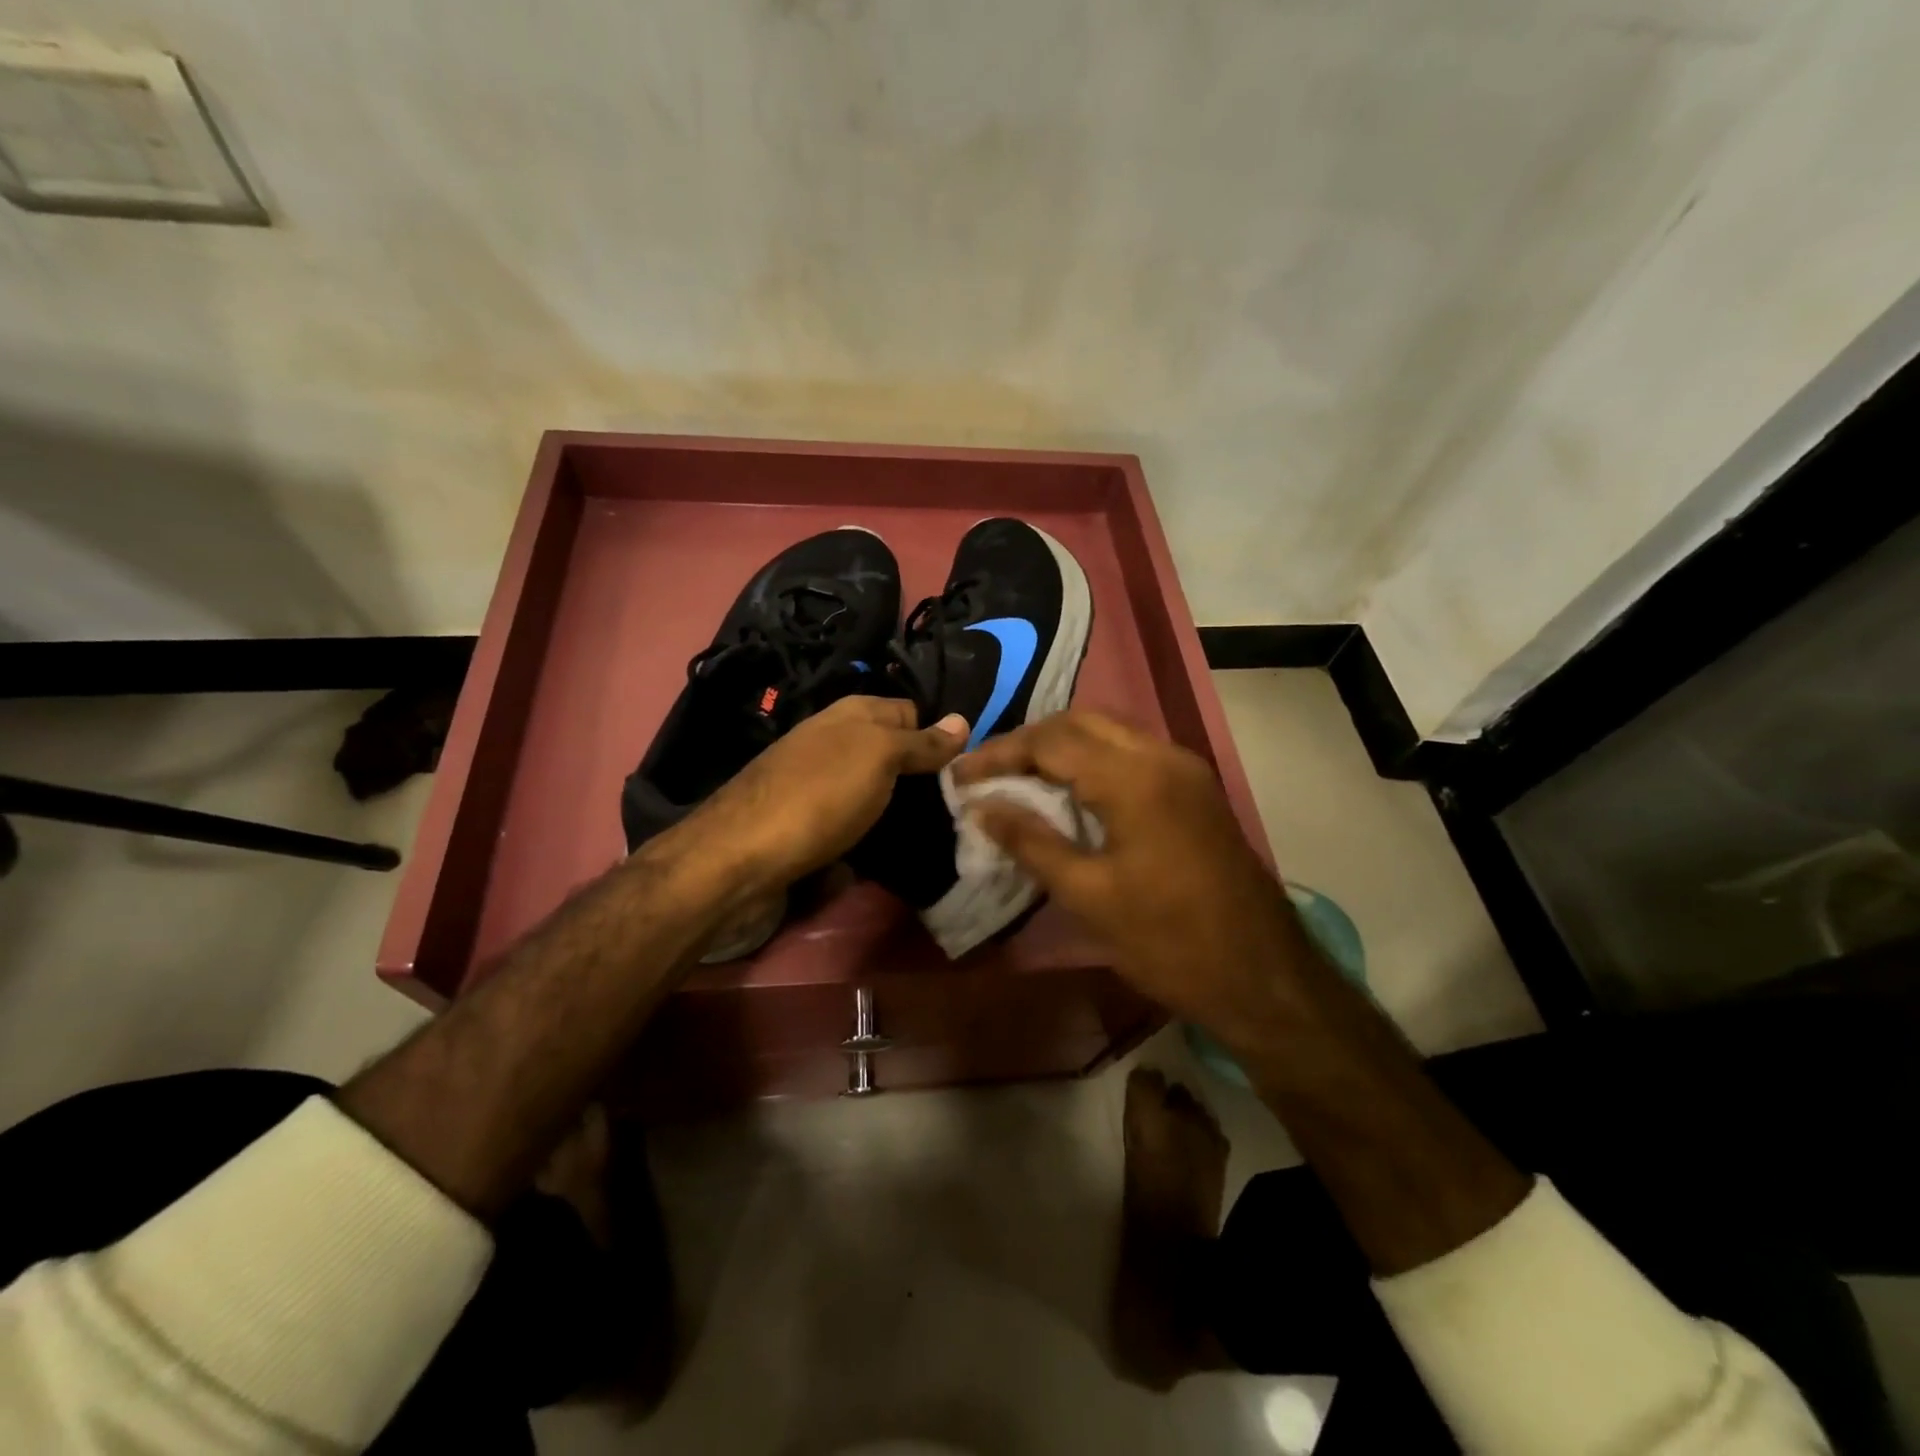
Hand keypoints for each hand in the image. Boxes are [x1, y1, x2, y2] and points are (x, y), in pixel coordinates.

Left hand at [688, 696, 967, 892]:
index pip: (913, 712)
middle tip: (964, 805)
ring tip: (941, 830)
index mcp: (853, 713)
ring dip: (902, 806)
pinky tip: (895, 848)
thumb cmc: (819, 796)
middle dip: (924, 776)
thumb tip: (963, 720)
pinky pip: (856, 816)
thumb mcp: (878, 758)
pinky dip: (875, 829)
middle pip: (894, 751)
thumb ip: (921, 741)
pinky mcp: (810, 819)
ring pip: (876, 787)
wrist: (741, 857)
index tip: (972, 769)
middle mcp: (835, 739)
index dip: (941, 736)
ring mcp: (819, 780)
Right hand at [953, 711, 1320, 1049]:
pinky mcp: (1196, 789)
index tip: (960, 777)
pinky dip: (1093, 761)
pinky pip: (1133, 754)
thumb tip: (982, 807)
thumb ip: (1031, 842)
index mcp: (1135, 778)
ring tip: (1020, 780)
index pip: (1051, 742)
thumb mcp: (1089, 896)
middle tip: (989, 774)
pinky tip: (1071, 794)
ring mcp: (1186, 770)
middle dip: (1029, 742)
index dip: (999, 754)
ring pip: (1109, 733)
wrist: (1264, 977)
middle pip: (1081, 722)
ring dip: (1061, 748)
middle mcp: (1163, 757)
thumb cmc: (1170, 942)